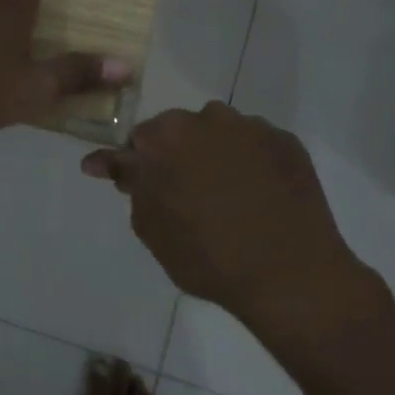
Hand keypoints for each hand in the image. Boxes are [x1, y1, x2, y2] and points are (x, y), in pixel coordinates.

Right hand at [80, 102, 385, 329]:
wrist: (291, 276)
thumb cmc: (207, 257)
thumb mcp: (151, 228)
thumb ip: (130, 185)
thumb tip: (103, 161)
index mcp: (164, 138)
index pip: (136, 141)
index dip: (135, 165)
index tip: (135, 184)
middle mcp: (206, 118)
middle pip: (178, 130)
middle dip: (175, 155)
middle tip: (184, 195)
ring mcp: (251, 126)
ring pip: (218, 133)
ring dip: (213, 154)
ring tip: (226, 196)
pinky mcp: (286, 141)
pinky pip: (255, 145)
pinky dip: (250, 163)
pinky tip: (257, 195)